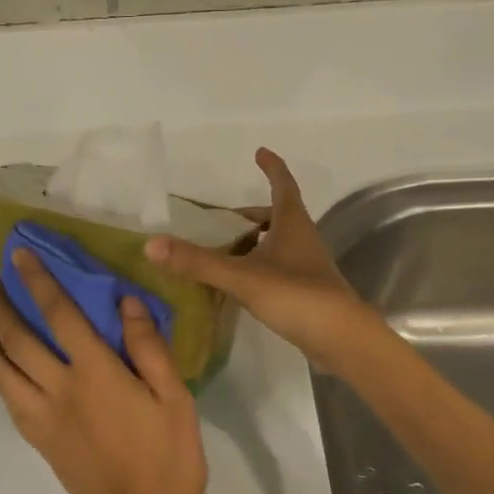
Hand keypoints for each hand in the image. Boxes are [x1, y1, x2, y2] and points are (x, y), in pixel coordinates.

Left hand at [0, 252, 205, 493]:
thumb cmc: (167, 459)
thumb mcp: (175, 398)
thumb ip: (148, 347)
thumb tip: (125, 302)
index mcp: (96, 373)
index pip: (58, 314)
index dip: (37, 281)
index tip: (18, 257)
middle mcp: (59, 388)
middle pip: (16, 339)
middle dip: (0, 305)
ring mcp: (42, 416)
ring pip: (0, 370)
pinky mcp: (38, 439)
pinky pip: (7, 397)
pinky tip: (3, 364)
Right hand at [145, 148, 374, 371]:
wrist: (342, 340)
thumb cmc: (296, 295)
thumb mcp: (242, 276)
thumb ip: (197, 262)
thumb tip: (151, 245)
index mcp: (292, 224)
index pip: (283, 184)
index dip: (271, 168)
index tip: (260, 152)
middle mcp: (303, 239)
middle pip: (278, 216)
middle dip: (252, 213)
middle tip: (225, 218)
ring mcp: (306, 267)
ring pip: (277, 244)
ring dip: (253, 242)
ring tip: (223, 251)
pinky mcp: (306, 292)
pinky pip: (277, 269)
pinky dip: (257, 267)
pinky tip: (239, 284)